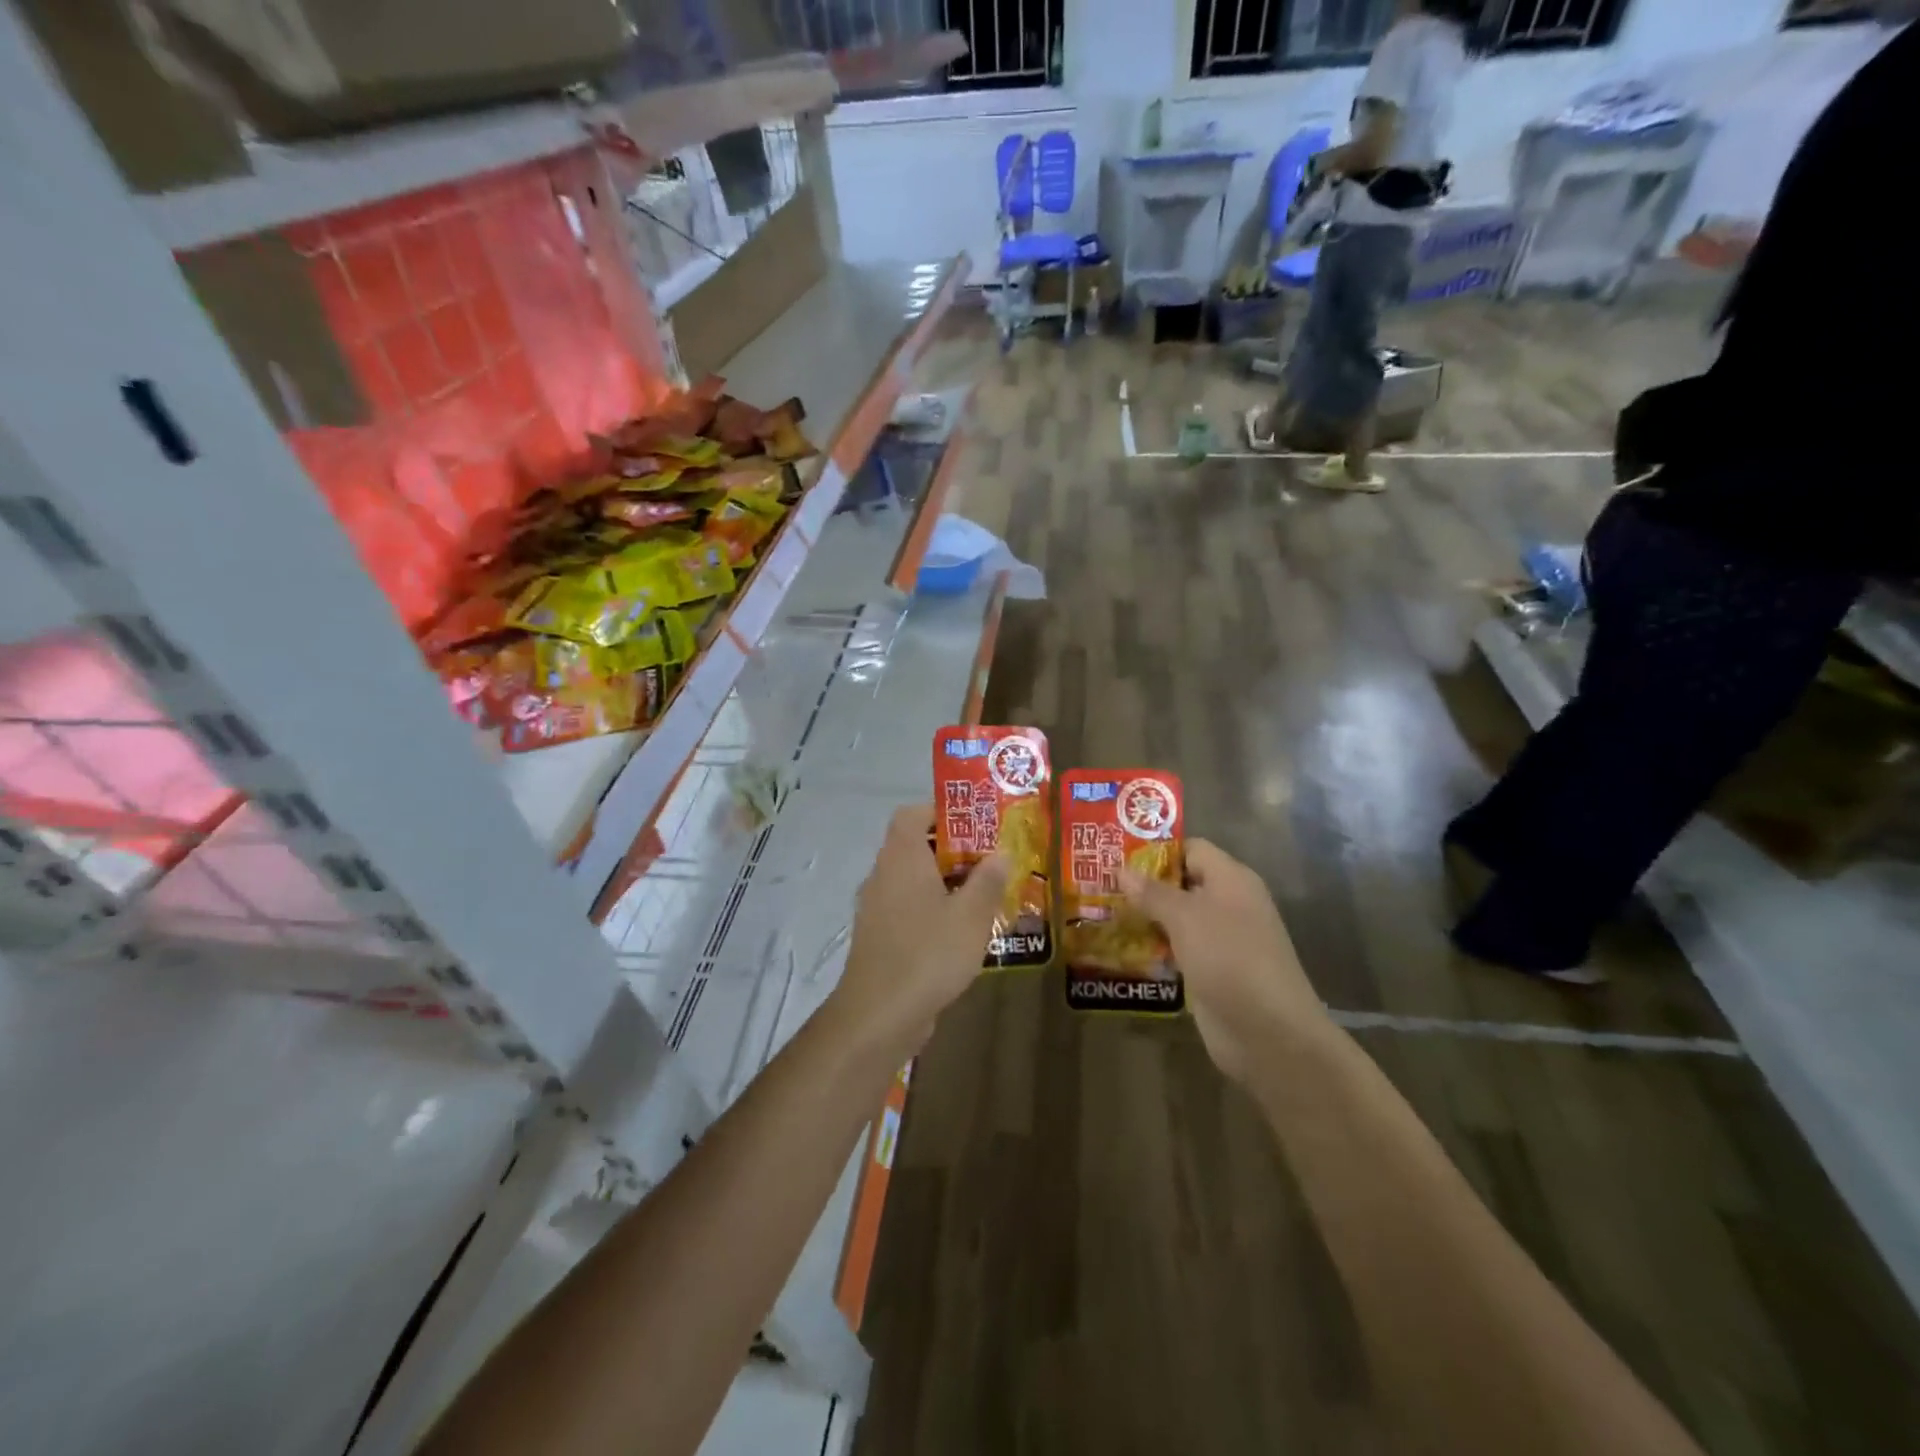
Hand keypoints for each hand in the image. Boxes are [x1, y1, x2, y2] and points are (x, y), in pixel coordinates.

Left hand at [829, 804, 1008, 1056]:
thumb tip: (1001, 852)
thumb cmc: (927, 954)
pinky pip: (908, 907)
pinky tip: (961, 930)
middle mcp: (883, 875)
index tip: (975, 822)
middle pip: (915, 845)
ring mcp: (876, 907)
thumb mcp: (971, 916)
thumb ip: (988, 880)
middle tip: (990, 858)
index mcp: (902, 858)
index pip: (912, 814)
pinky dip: (932, 908)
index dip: (941, 811)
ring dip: (944, 881)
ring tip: (983, 893)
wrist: (879, 1015)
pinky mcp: (878, 936)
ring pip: (913, 879)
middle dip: (953, 849)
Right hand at [1120, 840, 1329, 1084]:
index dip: (1155, 849)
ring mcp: (1220, 941)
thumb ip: (1152, 892)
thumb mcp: (1186, 917)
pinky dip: (1152, 948)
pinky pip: (1176, 950)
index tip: (1115, 854)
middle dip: (1142, 885)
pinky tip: (1119, 949)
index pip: (1191, 849)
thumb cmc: (1229, 959)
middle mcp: (1227, 904)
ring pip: (1175, 919)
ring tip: (1099, 913)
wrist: (1269, 1033)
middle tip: (1098, 884)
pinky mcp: (1210, 972)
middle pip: (1181, 884)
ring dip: (1143, 918)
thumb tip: (1122, 869)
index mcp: (1231, 880)